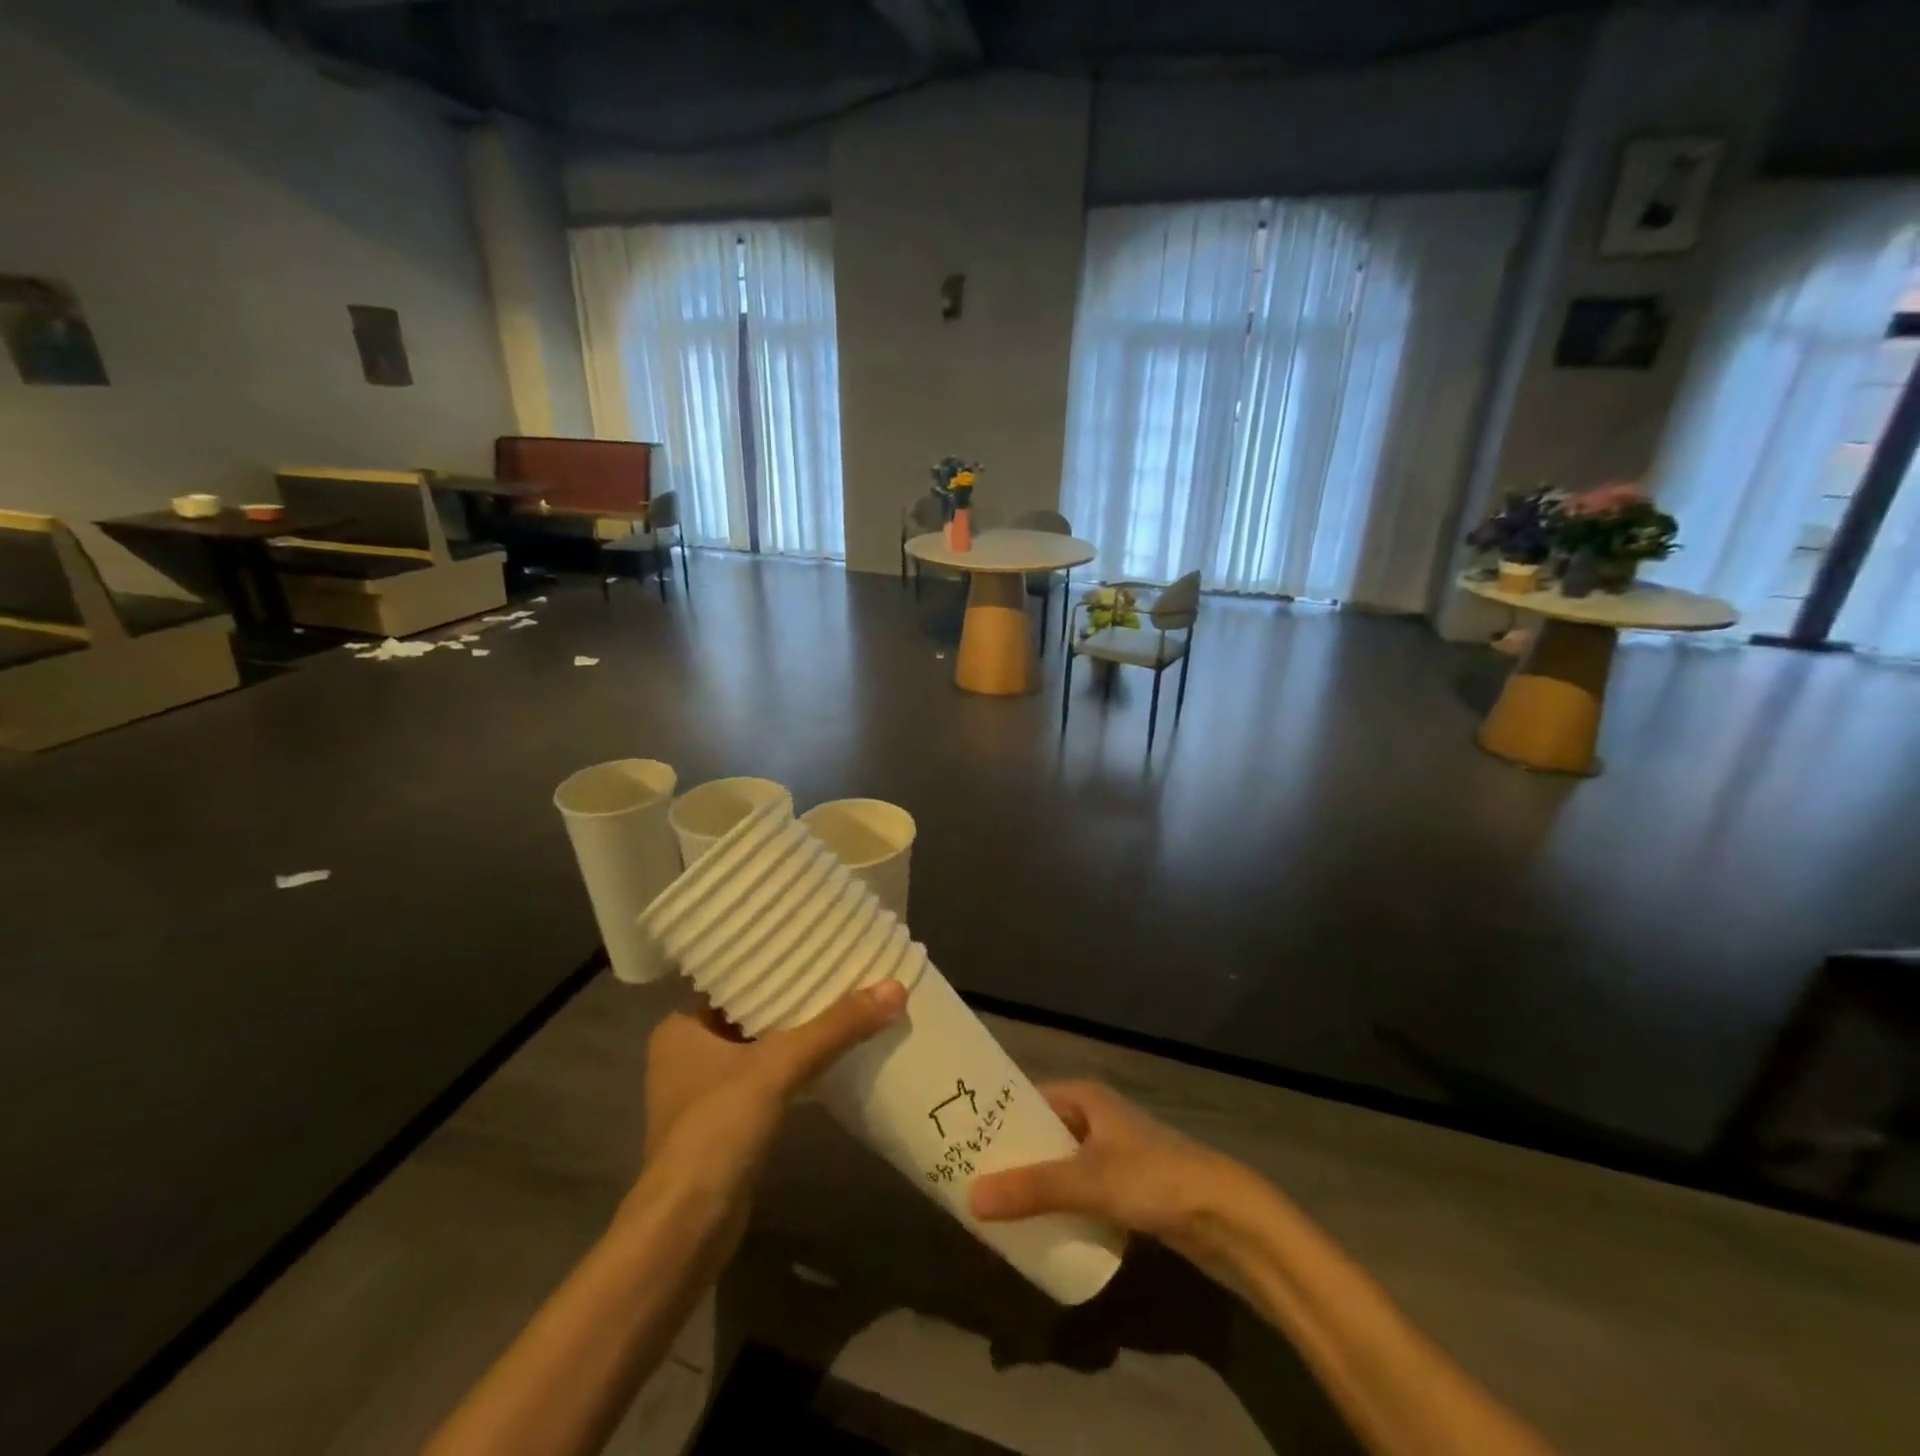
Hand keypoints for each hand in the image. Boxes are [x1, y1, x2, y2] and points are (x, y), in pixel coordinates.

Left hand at [632, 980, 906, 1228]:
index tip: (819, 949)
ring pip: (760, 1049)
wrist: (685, 1231)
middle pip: (752, 1015)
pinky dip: (794, 1071)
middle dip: (794, 1001)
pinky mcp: (724, 1126)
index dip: (777, 967)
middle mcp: (686, 1055)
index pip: (735, 981)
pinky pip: (765, 1082)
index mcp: (680, 1027)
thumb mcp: (779, 1066)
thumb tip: (895, 988)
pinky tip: (830, 1060)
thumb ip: (835, 1027)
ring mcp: (703, 1094)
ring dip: (797, 1037)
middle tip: (843, 975)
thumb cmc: (717, 1130)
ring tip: (845, 1009)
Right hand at [967, 1081, 1242, 1248]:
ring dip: (1035, 1184)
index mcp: (1086, 1097)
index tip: (963, 1141)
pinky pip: (1080, 1191)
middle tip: (972, 1180)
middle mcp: (1096, 1117)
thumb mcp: (1087, 1181)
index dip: (998, 1119)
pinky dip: (1060, 1204)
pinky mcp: (1127, 1187)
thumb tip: (971, 1199)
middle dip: (1013, 1157)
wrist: (1224, 1215)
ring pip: (1061, 1164)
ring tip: (996, 1206)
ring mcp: (1113, 1153)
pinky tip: (1040, 1227)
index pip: (1028, 1099)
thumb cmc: (1152, 1178)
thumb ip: (1031, 1190)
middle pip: (1043, 1133)